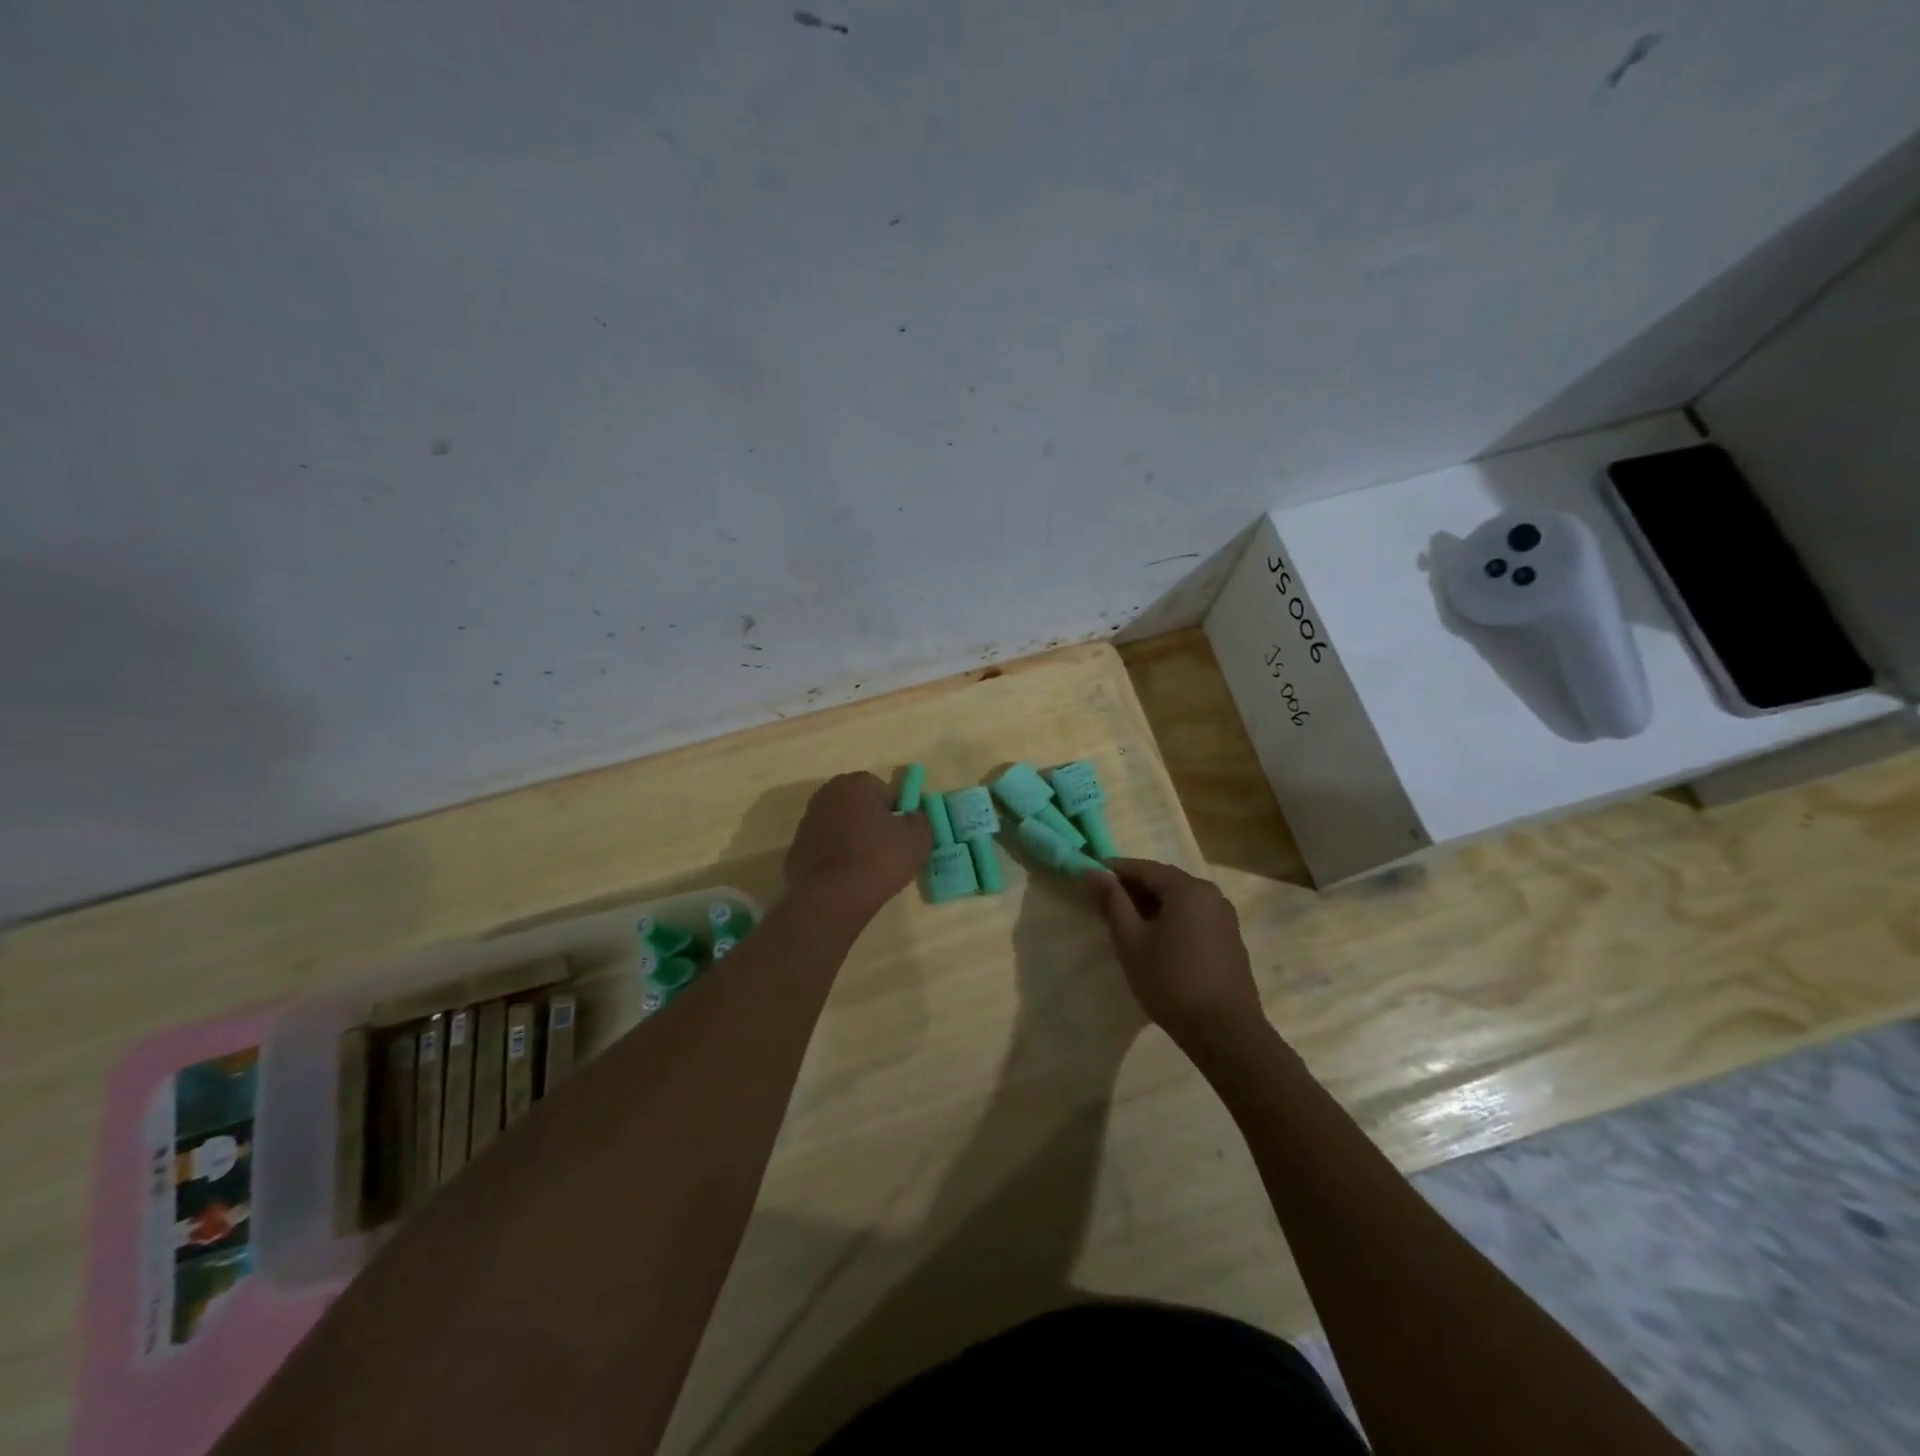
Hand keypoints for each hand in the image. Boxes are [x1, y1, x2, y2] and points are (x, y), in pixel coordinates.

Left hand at [784, 772, 931, 916]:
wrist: (832, 898)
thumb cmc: (878, 859)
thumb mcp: (918, 838)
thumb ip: (921, 820)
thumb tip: (914, 817)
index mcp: (853, 784)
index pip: (884, 790)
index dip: (897, 812)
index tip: (902, 836)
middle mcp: (825, 795)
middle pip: (860, 806)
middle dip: (873, 823)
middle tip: (888, 851)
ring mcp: (806, 823)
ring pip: (841, 827)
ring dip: (854, 841)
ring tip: (868, 869)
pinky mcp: (796, 851)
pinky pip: (826, 849)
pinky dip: (836, 859)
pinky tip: (847, 879)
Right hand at [1090, 858, 1264, 1045]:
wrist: (1225, 1032)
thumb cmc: (1171, 982)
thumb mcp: (1131, 941)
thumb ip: (1112, 902)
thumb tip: (1094, 872)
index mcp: (1187, 888)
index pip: (1143, 867)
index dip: (1114, 871)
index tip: (1090, 879)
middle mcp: (1210, 893)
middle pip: (1164, 880)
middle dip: (1133, 888)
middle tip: (1104, 905)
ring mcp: (1224, 916)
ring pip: (1180, 899)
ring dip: (1152, 905)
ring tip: (1127, 925)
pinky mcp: (1230, 937)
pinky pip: (1194, 915)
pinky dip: (1171, 918)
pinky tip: (1156, 941)